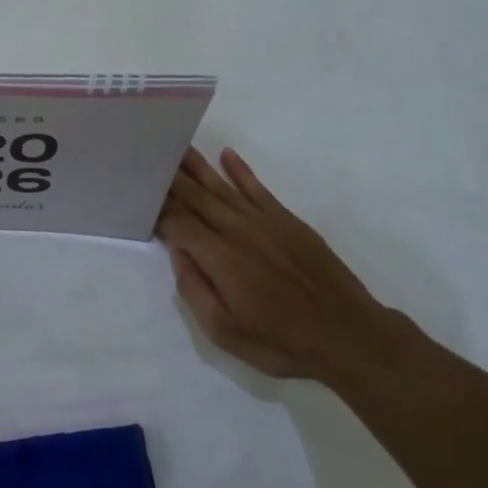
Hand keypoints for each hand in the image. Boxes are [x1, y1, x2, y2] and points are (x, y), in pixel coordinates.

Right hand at [156, 147, 391, 380]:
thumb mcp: (225, 333)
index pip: (178, 223)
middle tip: (149, 156)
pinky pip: (257, 187)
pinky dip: (240, 170)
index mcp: (219, 257)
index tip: (139, 197)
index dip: (157, 211)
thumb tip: (178, 253)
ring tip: (176, 146)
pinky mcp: (287, 220)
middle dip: (170, 179)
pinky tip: (225, 155)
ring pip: (221, 186)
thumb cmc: (281, 341)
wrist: (348, 335)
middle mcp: (237, 230)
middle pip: (195, 197)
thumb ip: (195, 290)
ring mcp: (264, 221)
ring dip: (197, 166)